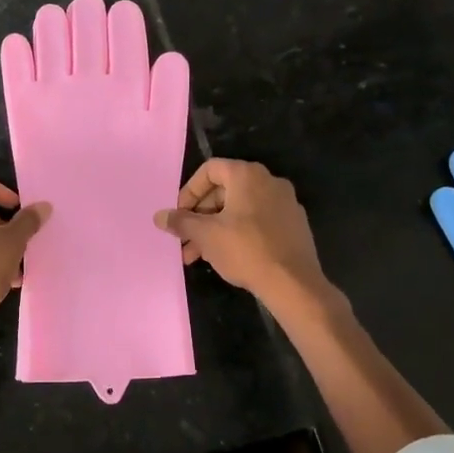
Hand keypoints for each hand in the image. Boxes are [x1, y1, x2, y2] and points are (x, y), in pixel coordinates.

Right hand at [155, 159, 324, 303]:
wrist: (294, 283)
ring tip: (198, 256)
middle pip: (224, 190)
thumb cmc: (245, 250)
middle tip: (186, 240)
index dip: (189, 191)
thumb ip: (181, 222)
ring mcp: (285, 203)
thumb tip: (159, 216)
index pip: (210, 170)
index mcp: (247, 175)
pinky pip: (258, 221)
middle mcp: (269, 181)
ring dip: (215, 228)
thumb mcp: (206, 235)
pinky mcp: (294, 225)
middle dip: (200, 216)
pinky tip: (226, 257)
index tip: (180, 216)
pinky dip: (238, 232)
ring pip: (240, 209)